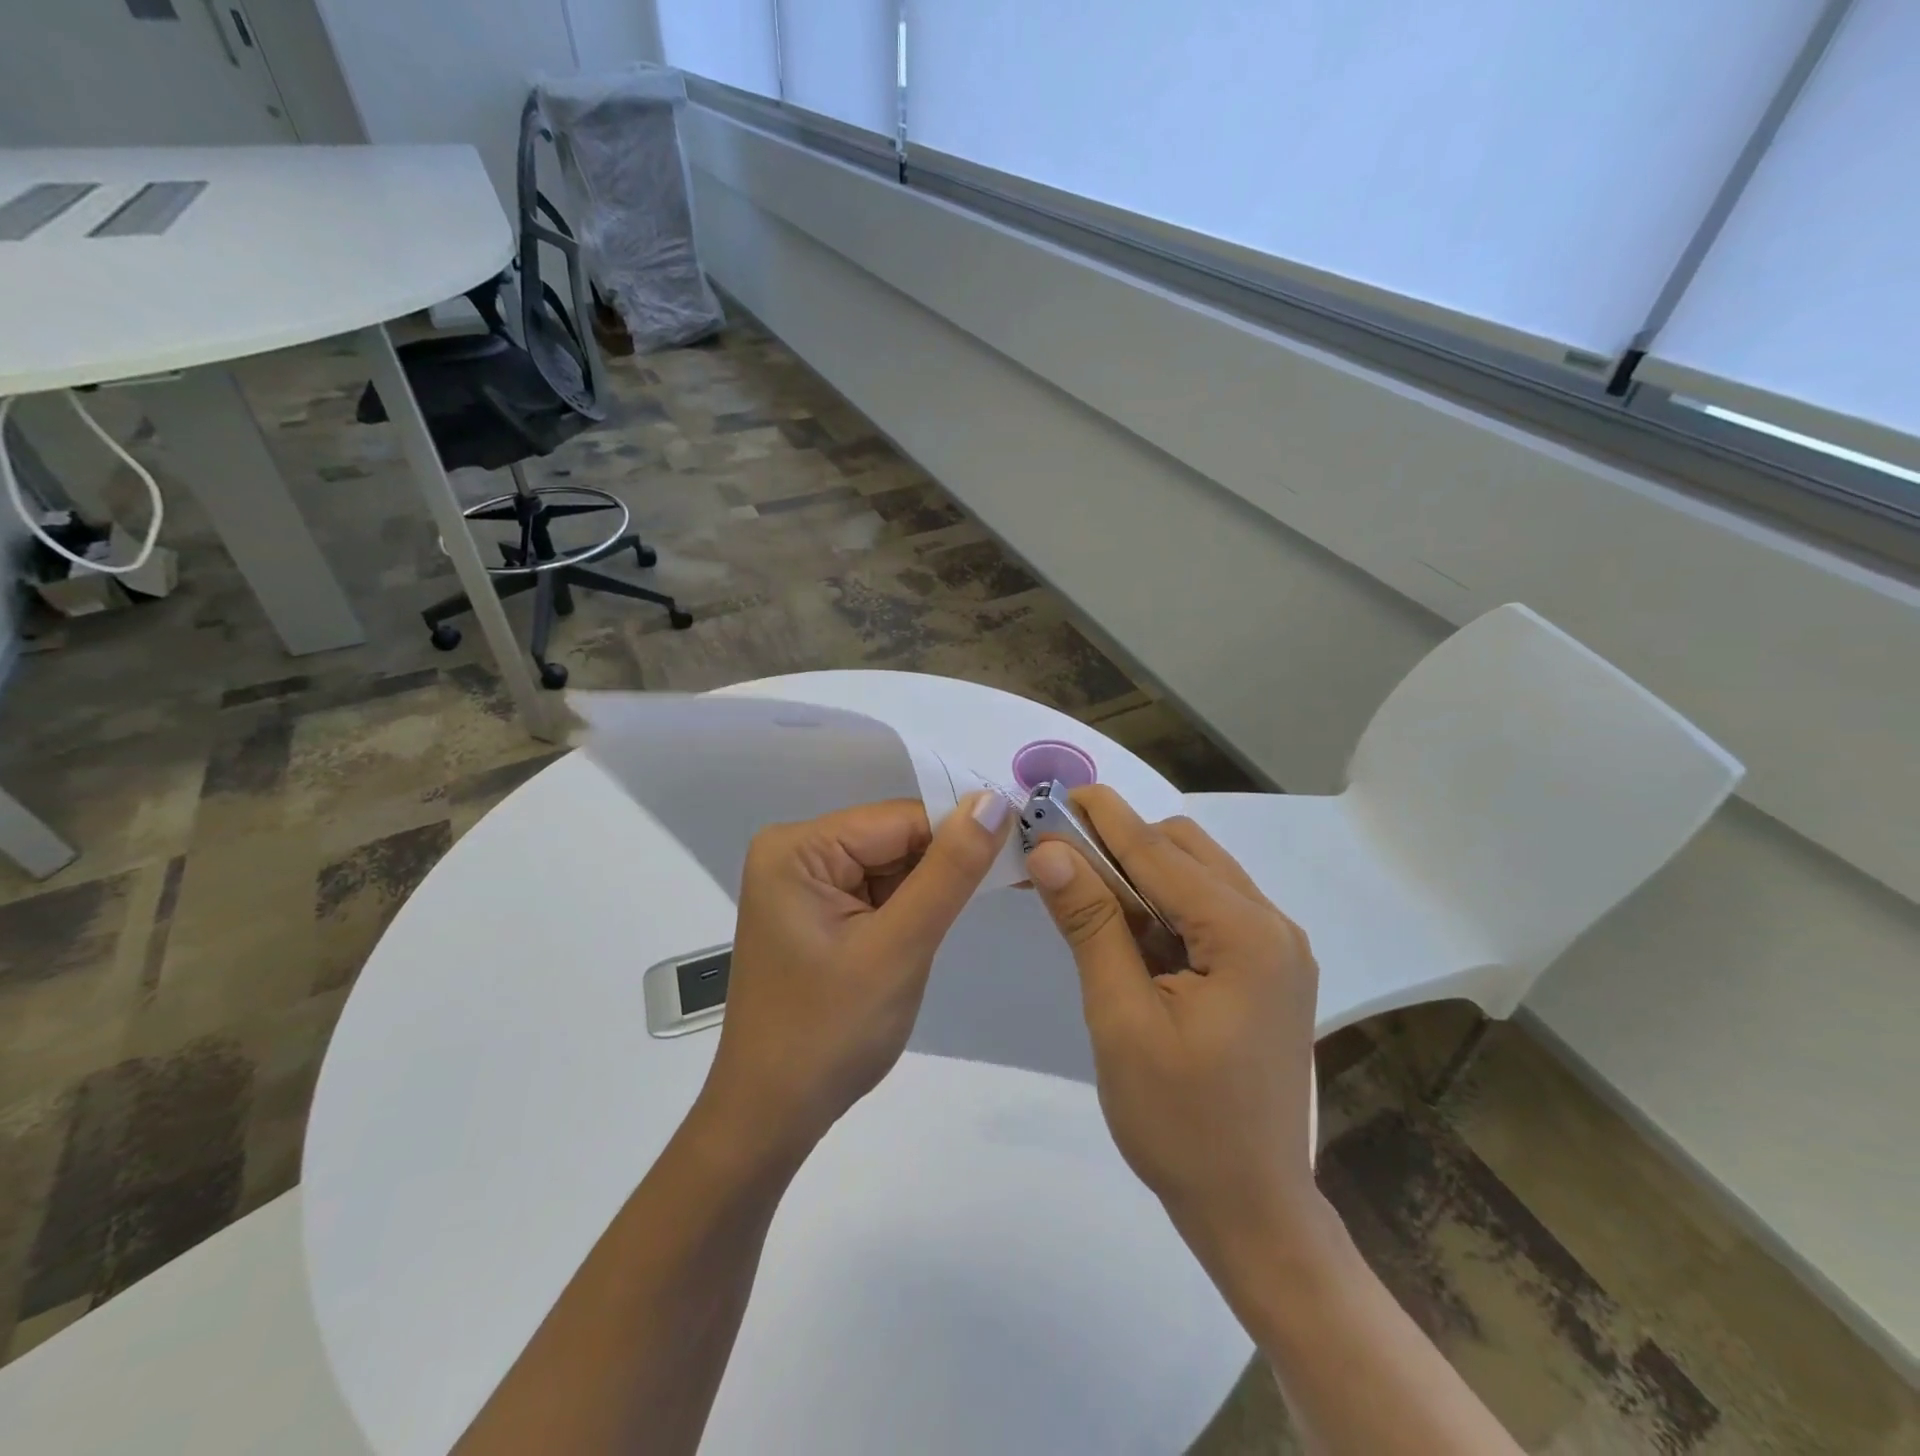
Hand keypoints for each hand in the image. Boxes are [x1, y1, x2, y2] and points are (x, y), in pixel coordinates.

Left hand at [698, 792, 1015, 1160]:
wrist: (772, 1117)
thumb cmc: (829, 1034)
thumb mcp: (898, 947)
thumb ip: (949, 871)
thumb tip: (994, 800)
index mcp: (799, 848)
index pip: (900, 819)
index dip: (963, 831)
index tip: (1023, 847)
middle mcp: (797, 852)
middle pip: (896, 838)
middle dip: (949, 862)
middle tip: (1017, 879)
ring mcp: (806, 883)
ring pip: (894, 864)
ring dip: (934, 888)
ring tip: (981, 907)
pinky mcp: (819, 911)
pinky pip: (880, 891)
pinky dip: (914, 907)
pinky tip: (933, 929)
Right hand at [1026, 786, 1321, 1273]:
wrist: (1251, 1211)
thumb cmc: (1180, 1123)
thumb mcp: (1121, 1019)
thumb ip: (1090, 926)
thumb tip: (1050, 852)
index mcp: (1246, 935)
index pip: (1160, 853)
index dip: (1103, 819)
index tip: (1056, 792)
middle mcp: (1273, 927)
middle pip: (1186, 852)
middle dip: (1121, 843)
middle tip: (1059, 852)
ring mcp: (1276, 950)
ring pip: (1198, 877)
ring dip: (1140, 873)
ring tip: (1083, 886)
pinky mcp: (1266, 972)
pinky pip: (1208, 912)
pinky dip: (1163, 906)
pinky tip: (1124, 927)